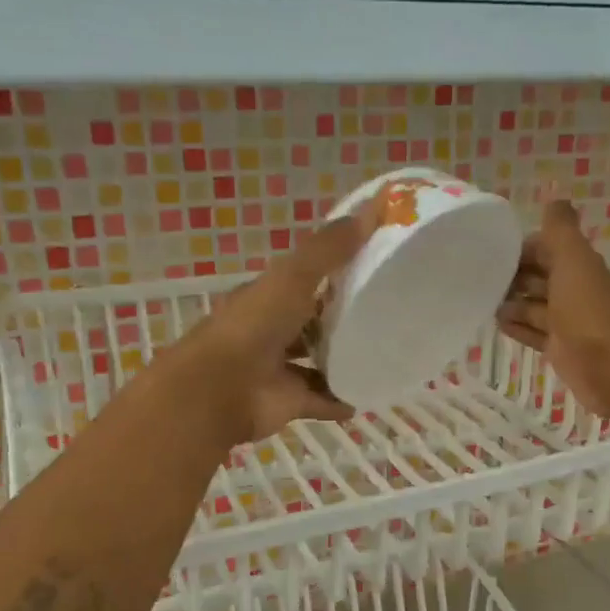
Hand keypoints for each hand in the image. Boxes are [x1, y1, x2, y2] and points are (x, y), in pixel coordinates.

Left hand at [176, 201, 380, 445]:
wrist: (220, 388)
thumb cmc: (254, 325)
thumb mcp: (293, 276)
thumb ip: (329, 248)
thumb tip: (373, 208)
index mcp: (268, 296)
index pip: (304, 279)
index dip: (334, 272)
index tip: (373, 266)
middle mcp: (272, 330)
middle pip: (312, 322)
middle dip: (342, 319)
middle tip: (389, 314)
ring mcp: (279, 369)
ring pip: (317, 362)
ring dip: (343, 360)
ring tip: (384, 355)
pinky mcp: (288, 402)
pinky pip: (322, 400)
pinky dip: (341, 400)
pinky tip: (368, 397)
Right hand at [496, 201, 609, 421]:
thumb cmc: (589, 312)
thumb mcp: (573, 262)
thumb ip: (560, 229)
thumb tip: (553, 191)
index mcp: (577, 265)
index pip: (544, 247)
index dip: (519, 247)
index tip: (486, 250)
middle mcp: (572, 289)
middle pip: (537, 276)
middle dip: (511, 275)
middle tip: (475, 278)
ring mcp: (566, 321)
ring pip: (533, 305)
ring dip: (511, 302)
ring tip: (479, 301)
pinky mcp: (559, 348)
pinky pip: (533, 332)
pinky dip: (517, 327)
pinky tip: (496, 325)